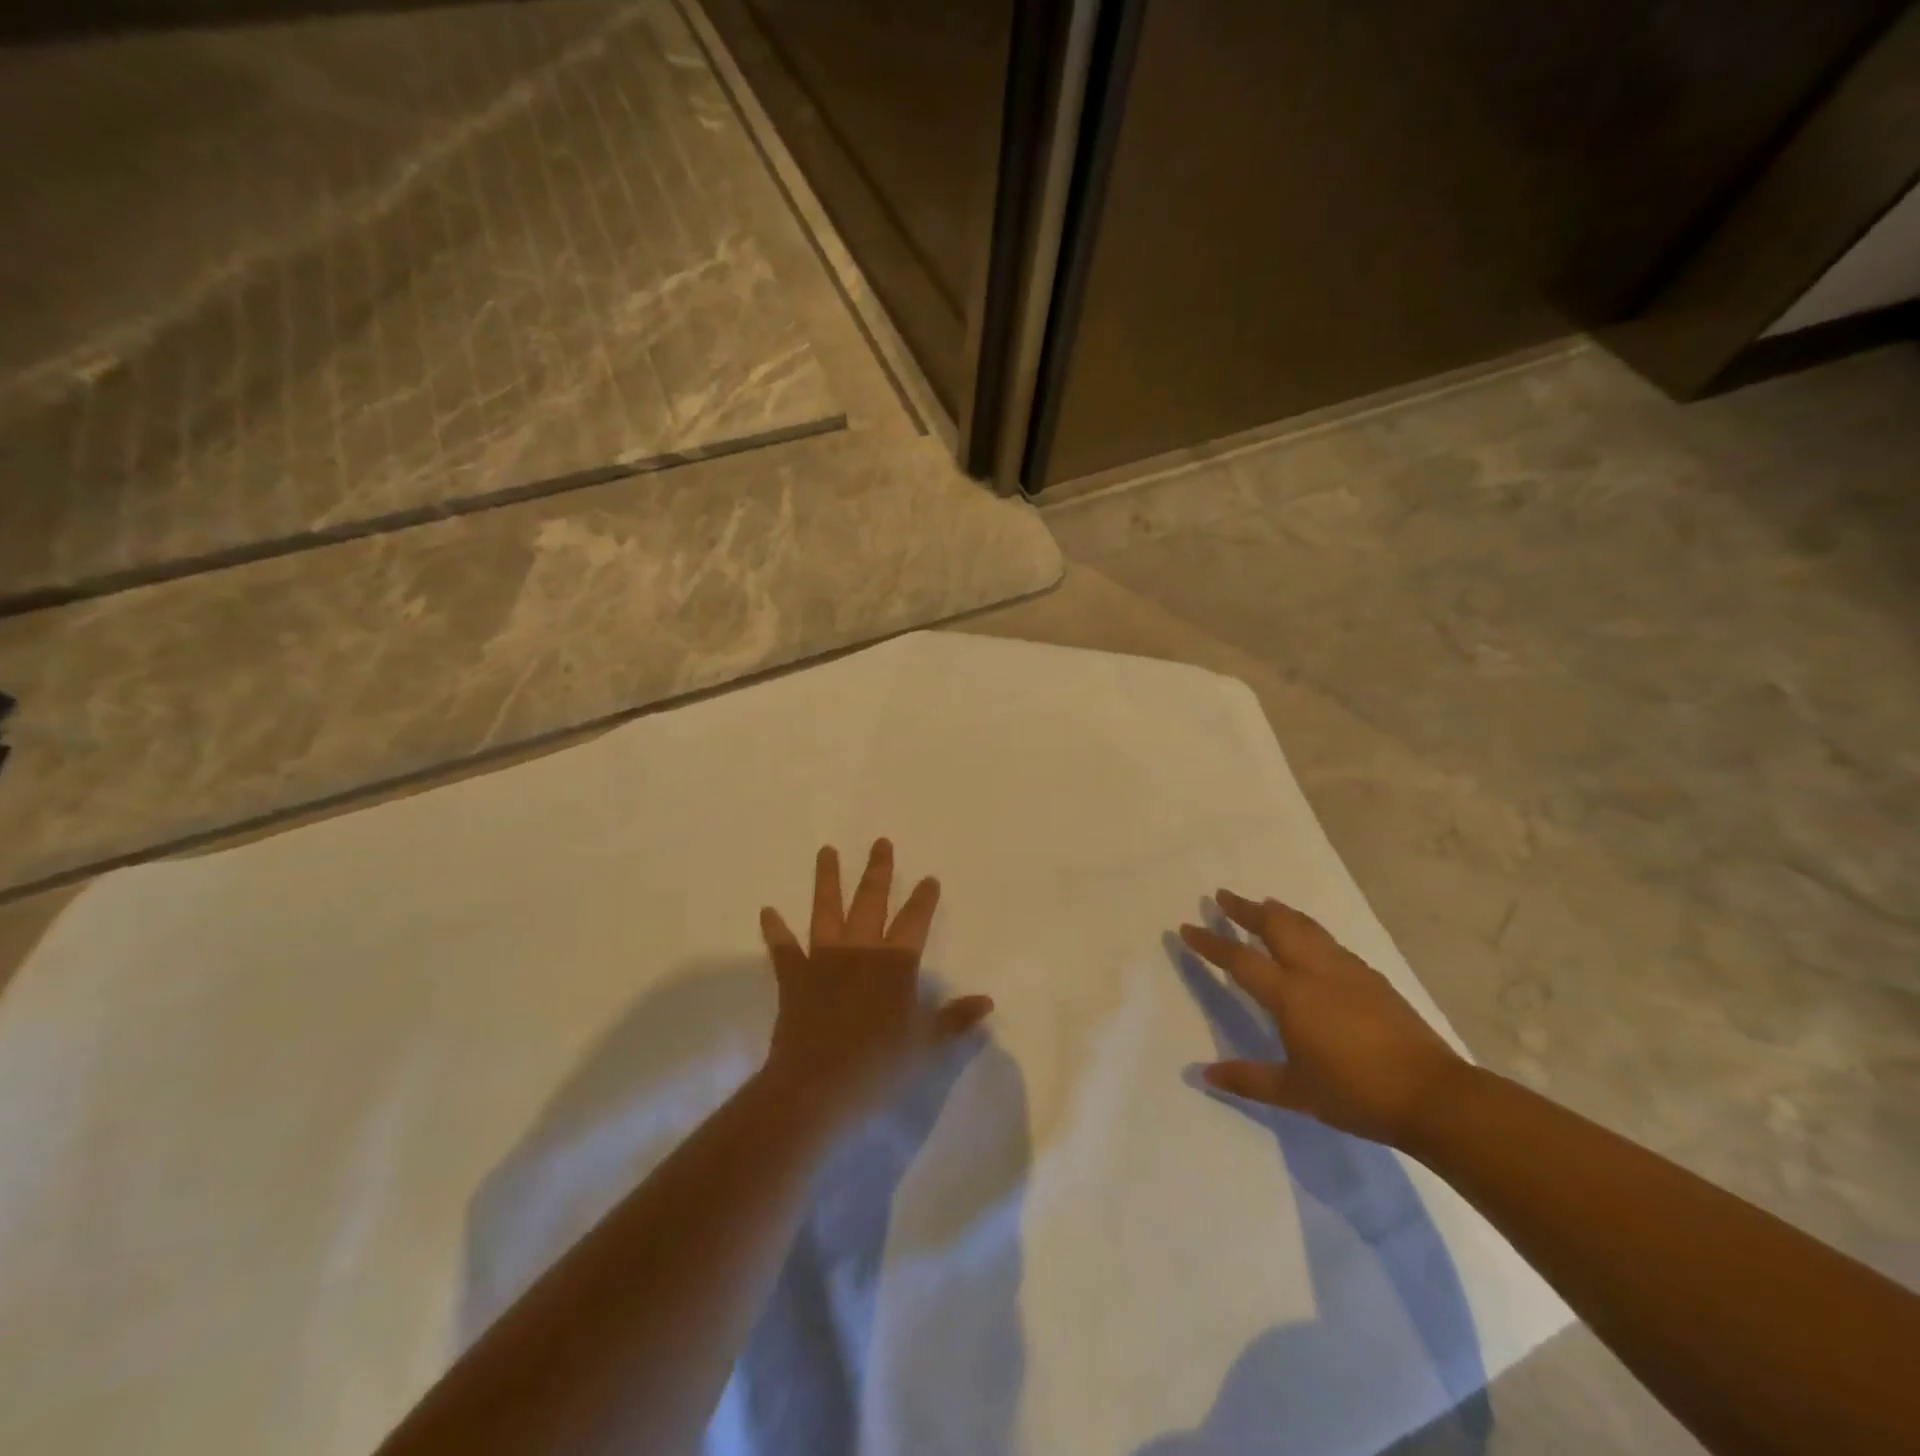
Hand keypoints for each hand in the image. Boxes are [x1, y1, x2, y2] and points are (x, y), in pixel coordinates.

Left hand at [759, 839, 993, 1121]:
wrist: (818, 1086)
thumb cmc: (878, 1065)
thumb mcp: (927, 1045)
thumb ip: (956, 1019)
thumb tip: (988, 1002)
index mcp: (895, 964)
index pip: (915, 921)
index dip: (923, 899)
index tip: (929, 878)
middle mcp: (860, 950)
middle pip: (871, 901)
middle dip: (878, 871)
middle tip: (880, 842)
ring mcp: (823, 959)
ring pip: (826, 910)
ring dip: (827, 879)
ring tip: (826, 850)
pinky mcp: (794, 977)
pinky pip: (783, 948)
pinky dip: (775, 929)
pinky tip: (767, 910)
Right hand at [1180, 890, 1465, 1146]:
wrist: (1433, 1095)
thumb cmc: (1356, 1093)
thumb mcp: (1296, 1092)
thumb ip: (1248, 1079)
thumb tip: (1203, 1074)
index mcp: (1291, 995)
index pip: (1240, 959)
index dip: (1211, 943)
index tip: (1186, 928)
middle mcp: (1315, 971)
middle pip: (1275, 925)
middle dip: (1246, 909)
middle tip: (1223, 896)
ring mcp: (1347, 970)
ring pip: (1306, 927)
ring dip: (1279, 912)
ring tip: (1263, 903)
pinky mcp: (1372, 978)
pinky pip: (1329, 941)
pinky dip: (1308, 929)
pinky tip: (1310, 940)